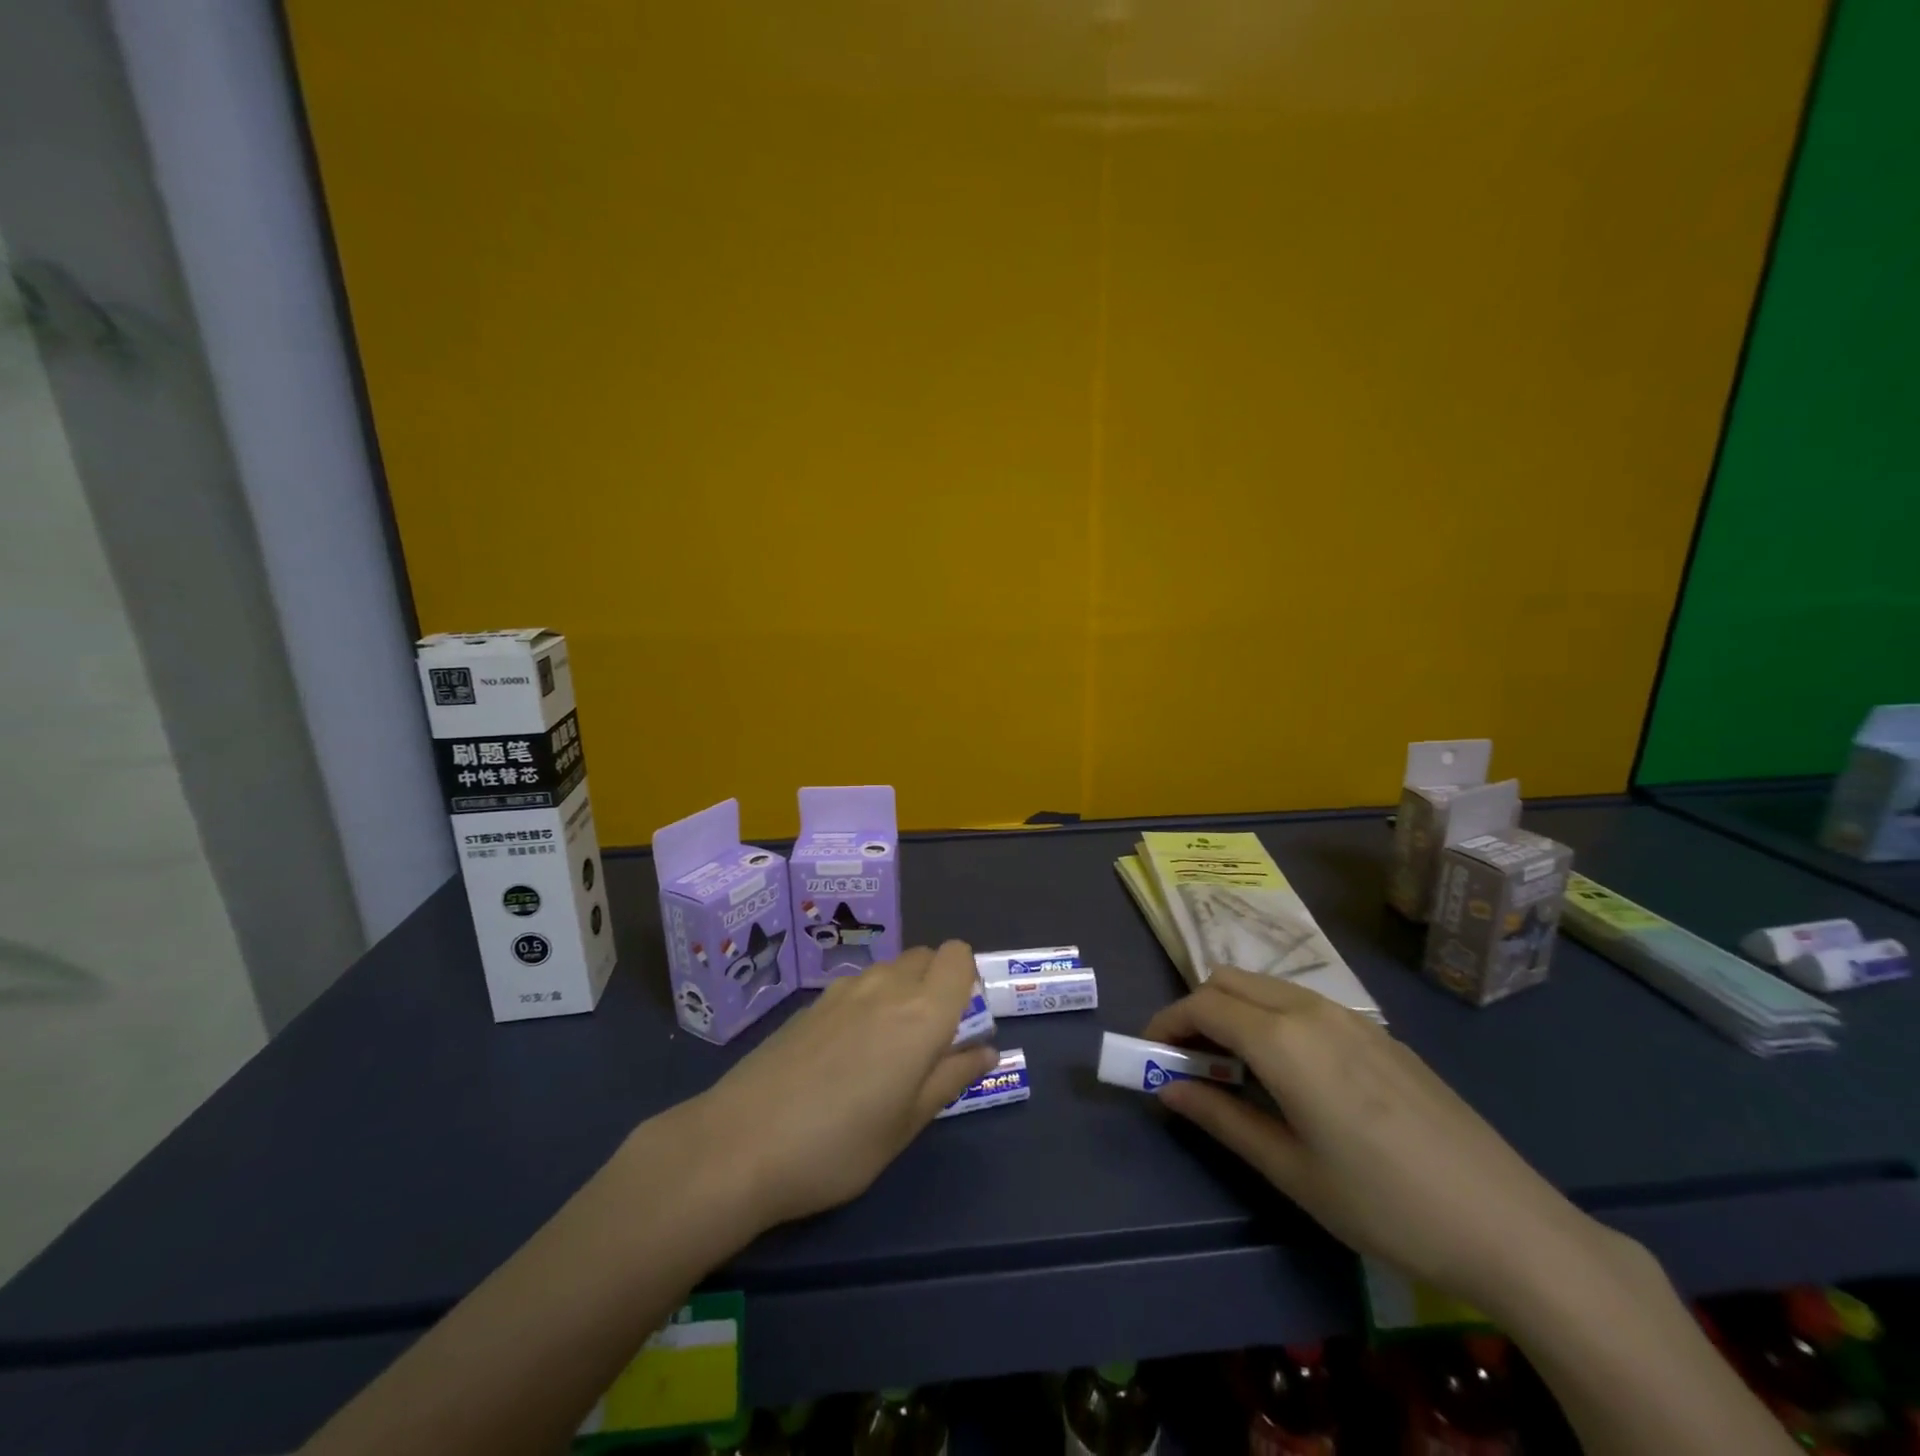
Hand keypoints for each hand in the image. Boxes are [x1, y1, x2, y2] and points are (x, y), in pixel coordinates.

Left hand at [691, 941, 997, 1230]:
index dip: (967, 979)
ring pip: (889, 969)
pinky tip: (843, 1055)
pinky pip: (857, 986)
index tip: (961, 1022)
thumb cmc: (839, 1144)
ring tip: (884, 1052)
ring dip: (901, 992)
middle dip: (937, 984)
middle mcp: (886, 986)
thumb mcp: (907, 1123)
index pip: (958, 957)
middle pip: (925, 957)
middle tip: (927, 1041)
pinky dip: (867, 1003)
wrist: (741, 1143)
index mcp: (921, 1013)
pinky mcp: (811, 1003)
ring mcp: (843, 990)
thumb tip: (985, 1049)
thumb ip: (951, 1077)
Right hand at [1144, 966, 1608, 1315]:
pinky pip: (1304, 1003)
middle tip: (1189, 1062)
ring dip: (1234, 1011)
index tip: (1150, 1054)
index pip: (1201, 1005)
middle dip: (1196, 1010)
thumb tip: (1166, 1089)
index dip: (1166, 1024)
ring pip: (1267, 987)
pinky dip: (1272, 1018)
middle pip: (1229, 981)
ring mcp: (1351, 1016)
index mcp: (1283, 1039)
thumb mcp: (1291, 1170)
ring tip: (1234, 1069)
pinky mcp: (1379, 1033)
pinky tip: (1292, 1074)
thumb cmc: (1384, 1203)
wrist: (1509, 1224)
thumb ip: (1221, 1119)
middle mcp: (1311, 1009)